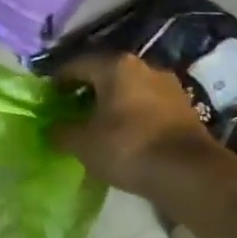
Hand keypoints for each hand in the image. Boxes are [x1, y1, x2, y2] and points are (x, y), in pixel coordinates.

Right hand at [50, 53, 224, 197]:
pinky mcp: (185, 109)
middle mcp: (144, 67)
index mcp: (115, 66)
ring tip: (97, 124)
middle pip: (105, 74)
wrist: (189, 173)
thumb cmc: (127, 147)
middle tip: (70, 109)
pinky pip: (148, 106)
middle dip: (87, 90)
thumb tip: (52, 128)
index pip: (77, 64)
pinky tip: (124, 135)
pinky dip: (132, 116)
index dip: (58, 79)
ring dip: (112, 103)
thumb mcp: (83, 143)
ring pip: (129, 90)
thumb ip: (62, 131)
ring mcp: (169, 87)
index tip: (48, 96)